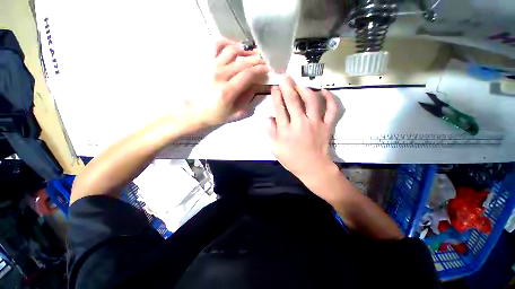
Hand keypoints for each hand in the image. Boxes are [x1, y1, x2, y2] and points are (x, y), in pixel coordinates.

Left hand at [188, 38, 268, 127]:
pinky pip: (216, 45)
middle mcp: (219, 75)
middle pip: (243, 62)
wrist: (194, 111)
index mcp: (227, 91)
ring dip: (246, 50)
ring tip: (253, 53)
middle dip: (257, 60)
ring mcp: (211, 66)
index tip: (267, 69)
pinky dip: (227, 43)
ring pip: (232, 51)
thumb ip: (248, 102)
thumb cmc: (215, 115)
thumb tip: (256, 86)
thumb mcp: (235, 114)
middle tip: (265, 61)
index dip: (260, 69)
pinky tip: (235, 47)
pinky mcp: (205, 62)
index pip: (248, 74)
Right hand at [267, 76, 338, 181]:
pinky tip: (324, 90)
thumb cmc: (292, 160)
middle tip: (285, 77)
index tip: (275, 87)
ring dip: (305, 89)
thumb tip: (268, 118)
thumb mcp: (275, 149)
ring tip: (300, 84)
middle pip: (293, 101)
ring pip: (311, 101)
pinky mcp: (327, 125)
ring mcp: (316, 123)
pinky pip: (331, 109)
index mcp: (286, 130)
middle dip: (288, 87)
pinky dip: (329, 99)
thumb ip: (270, 133)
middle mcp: (300, 123)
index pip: (279, 109)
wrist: (313, 168)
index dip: (276, 97)